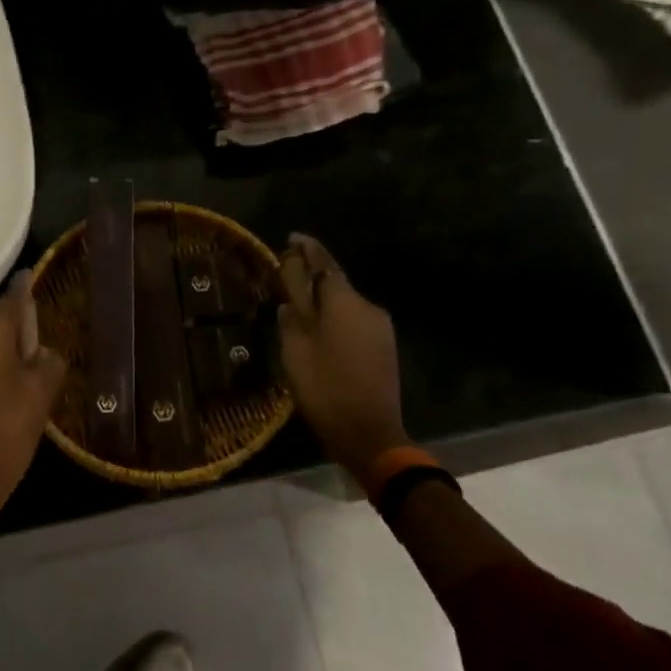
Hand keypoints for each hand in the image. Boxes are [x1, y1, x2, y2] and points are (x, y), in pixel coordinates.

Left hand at [0, 270, 66, 517]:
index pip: (10, 302)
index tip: (29, 274)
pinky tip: (7, 394)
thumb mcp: (43, 391)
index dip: (23, 289)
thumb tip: (42, 354)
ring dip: (5, 355)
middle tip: (42, 354)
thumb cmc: (11, 428)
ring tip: (27, 381)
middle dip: (19, 334)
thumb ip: (49, 360)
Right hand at [277, 234, 411, 476]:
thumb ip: (292, 318)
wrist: (370, 433)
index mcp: (344, 302)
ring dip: (323, 301)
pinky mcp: (384, 346)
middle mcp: (367, 307)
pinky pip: (354, 320)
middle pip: (335, 283)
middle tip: (286, 276)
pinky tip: (318, 331)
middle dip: (312, 277)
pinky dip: (335, 318)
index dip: (307, 249)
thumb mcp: (296, 351)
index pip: (323, 263)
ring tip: (297, 307)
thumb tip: (290, 299)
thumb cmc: (325, 389)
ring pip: (345, 303)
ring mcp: (380, 327)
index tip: (292, 238)